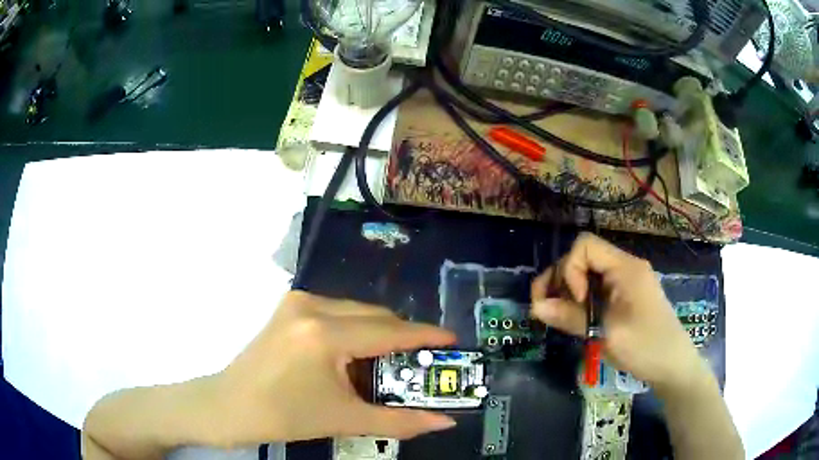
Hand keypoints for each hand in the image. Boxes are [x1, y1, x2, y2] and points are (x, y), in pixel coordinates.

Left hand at [212, 291, 457, 445]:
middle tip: (421, 364)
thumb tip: (443, 423)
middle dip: (402, 338)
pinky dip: (355, 330)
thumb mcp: (344, 419)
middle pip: (375, 316)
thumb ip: (399, 421)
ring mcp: (297, 302)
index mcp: (324, 334)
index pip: (389, 330)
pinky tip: (354, 356)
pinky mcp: (289, 307)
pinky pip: (337, 312)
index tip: (453, 340)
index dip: (425, 336)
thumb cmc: (283, 416)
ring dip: (378, 334)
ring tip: (388, 365)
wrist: (229, 405)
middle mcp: (312, 306)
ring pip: (356, 311)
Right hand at [530, 233, 704, 390]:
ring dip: (568, 293)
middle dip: (561, 281)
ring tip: (559, 317)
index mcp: (625, 268)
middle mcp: (625, 267)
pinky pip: (596, 289)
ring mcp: (626, 282)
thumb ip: (571, 317)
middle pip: (583, 258)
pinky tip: (576, 320)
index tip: (576, 301)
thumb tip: (535, 307)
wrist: (673, 366)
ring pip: (587, 274)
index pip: (585, 246)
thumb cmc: (645, 348)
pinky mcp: (625, 296)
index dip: (570, 269)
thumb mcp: (606, 334)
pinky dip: (581, 302)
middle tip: (549, 310)